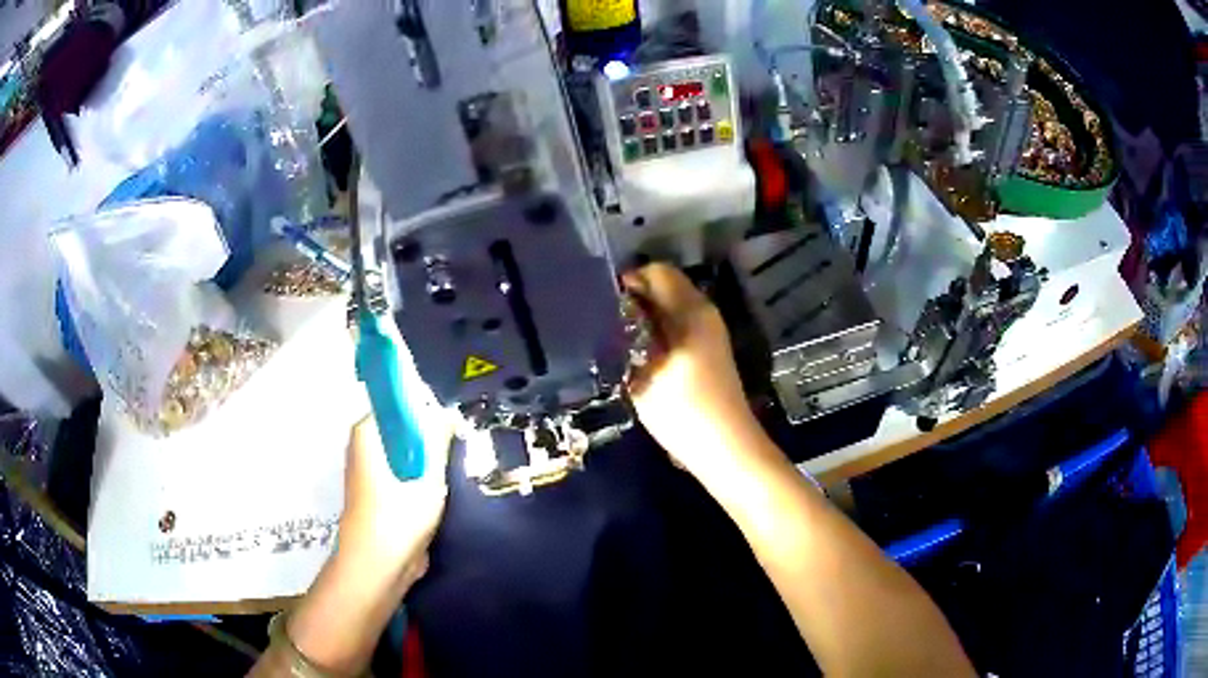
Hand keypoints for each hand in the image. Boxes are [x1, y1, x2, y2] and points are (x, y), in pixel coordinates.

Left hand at [269, 416, 451, 676]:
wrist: (377, 568)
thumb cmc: (398, 519)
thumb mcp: (427, 478)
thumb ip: (438, 442)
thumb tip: (448, 412)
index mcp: (367, 434)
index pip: (396, 404)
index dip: (424, 406)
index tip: (449, 419)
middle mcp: (363, 447)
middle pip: (401, 429)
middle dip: (428, 435)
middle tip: (457, 444)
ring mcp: (369, 472)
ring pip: (403, 453)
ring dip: (426, 459)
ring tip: (452, 466)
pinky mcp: (377, 495)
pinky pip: (402, 473)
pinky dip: (420, 477)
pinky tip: (440, 489)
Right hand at [624, 264, 766, 476]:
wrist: (726, 447)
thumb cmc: (683, 409)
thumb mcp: (644, 373)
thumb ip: (627, 336)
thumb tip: (614, 312)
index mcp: (691, 311)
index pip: (657, 272)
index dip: (629, 281)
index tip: (604, 303)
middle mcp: (704, 312)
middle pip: (666, 287)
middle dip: (636, 298)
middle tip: (606, 321)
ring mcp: (710, 332)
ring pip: (672, 308)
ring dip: (646, 316)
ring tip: (618, 338)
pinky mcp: (709, 351)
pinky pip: (679, 325)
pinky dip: (659, 330)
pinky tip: (641, 354)